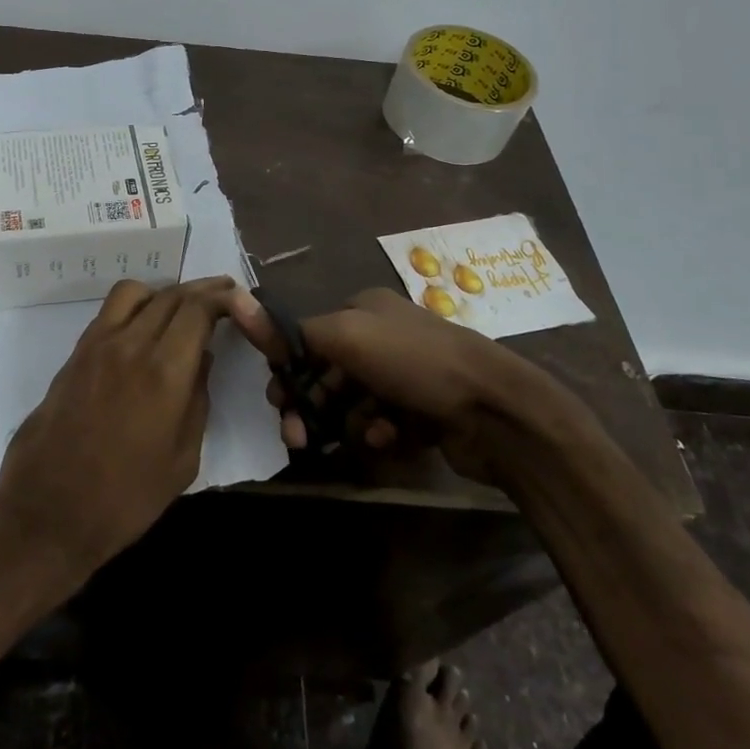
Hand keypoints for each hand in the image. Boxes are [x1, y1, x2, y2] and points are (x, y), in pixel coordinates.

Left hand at [0, 276, 236, 580]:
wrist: (50, 511)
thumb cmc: (126, 498)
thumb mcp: (183, 460)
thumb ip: (197, 401)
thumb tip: (202, 360)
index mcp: (165, 371)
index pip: (198, 308)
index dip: (222, 297)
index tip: (238, 300)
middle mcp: (131, 344)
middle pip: (170, 295)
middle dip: (201, 291)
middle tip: (221, 297)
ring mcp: (97, 345)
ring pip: (134, 293)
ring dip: (162, 293)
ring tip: (178, 313)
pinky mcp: (75, 355)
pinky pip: (108, 313)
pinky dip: (133, 308)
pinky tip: (142, 332)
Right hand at [225, 287, 585, 483]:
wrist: (496, 410)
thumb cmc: (415, 363)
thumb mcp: (348, 335)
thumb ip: (298, 333)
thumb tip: (253, 319)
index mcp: (365, 309)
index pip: (311, 335)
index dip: (290, 366)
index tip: (277, 399)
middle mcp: (384, 336)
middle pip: (329, 372)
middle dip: (312, 403)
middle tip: (296, 435)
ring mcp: (407, 374)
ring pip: (354, 402)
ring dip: (346, 422)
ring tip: (358, 437)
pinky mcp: (424, 411)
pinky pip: (384, 423)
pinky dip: (379, 432)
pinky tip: (387, 439)